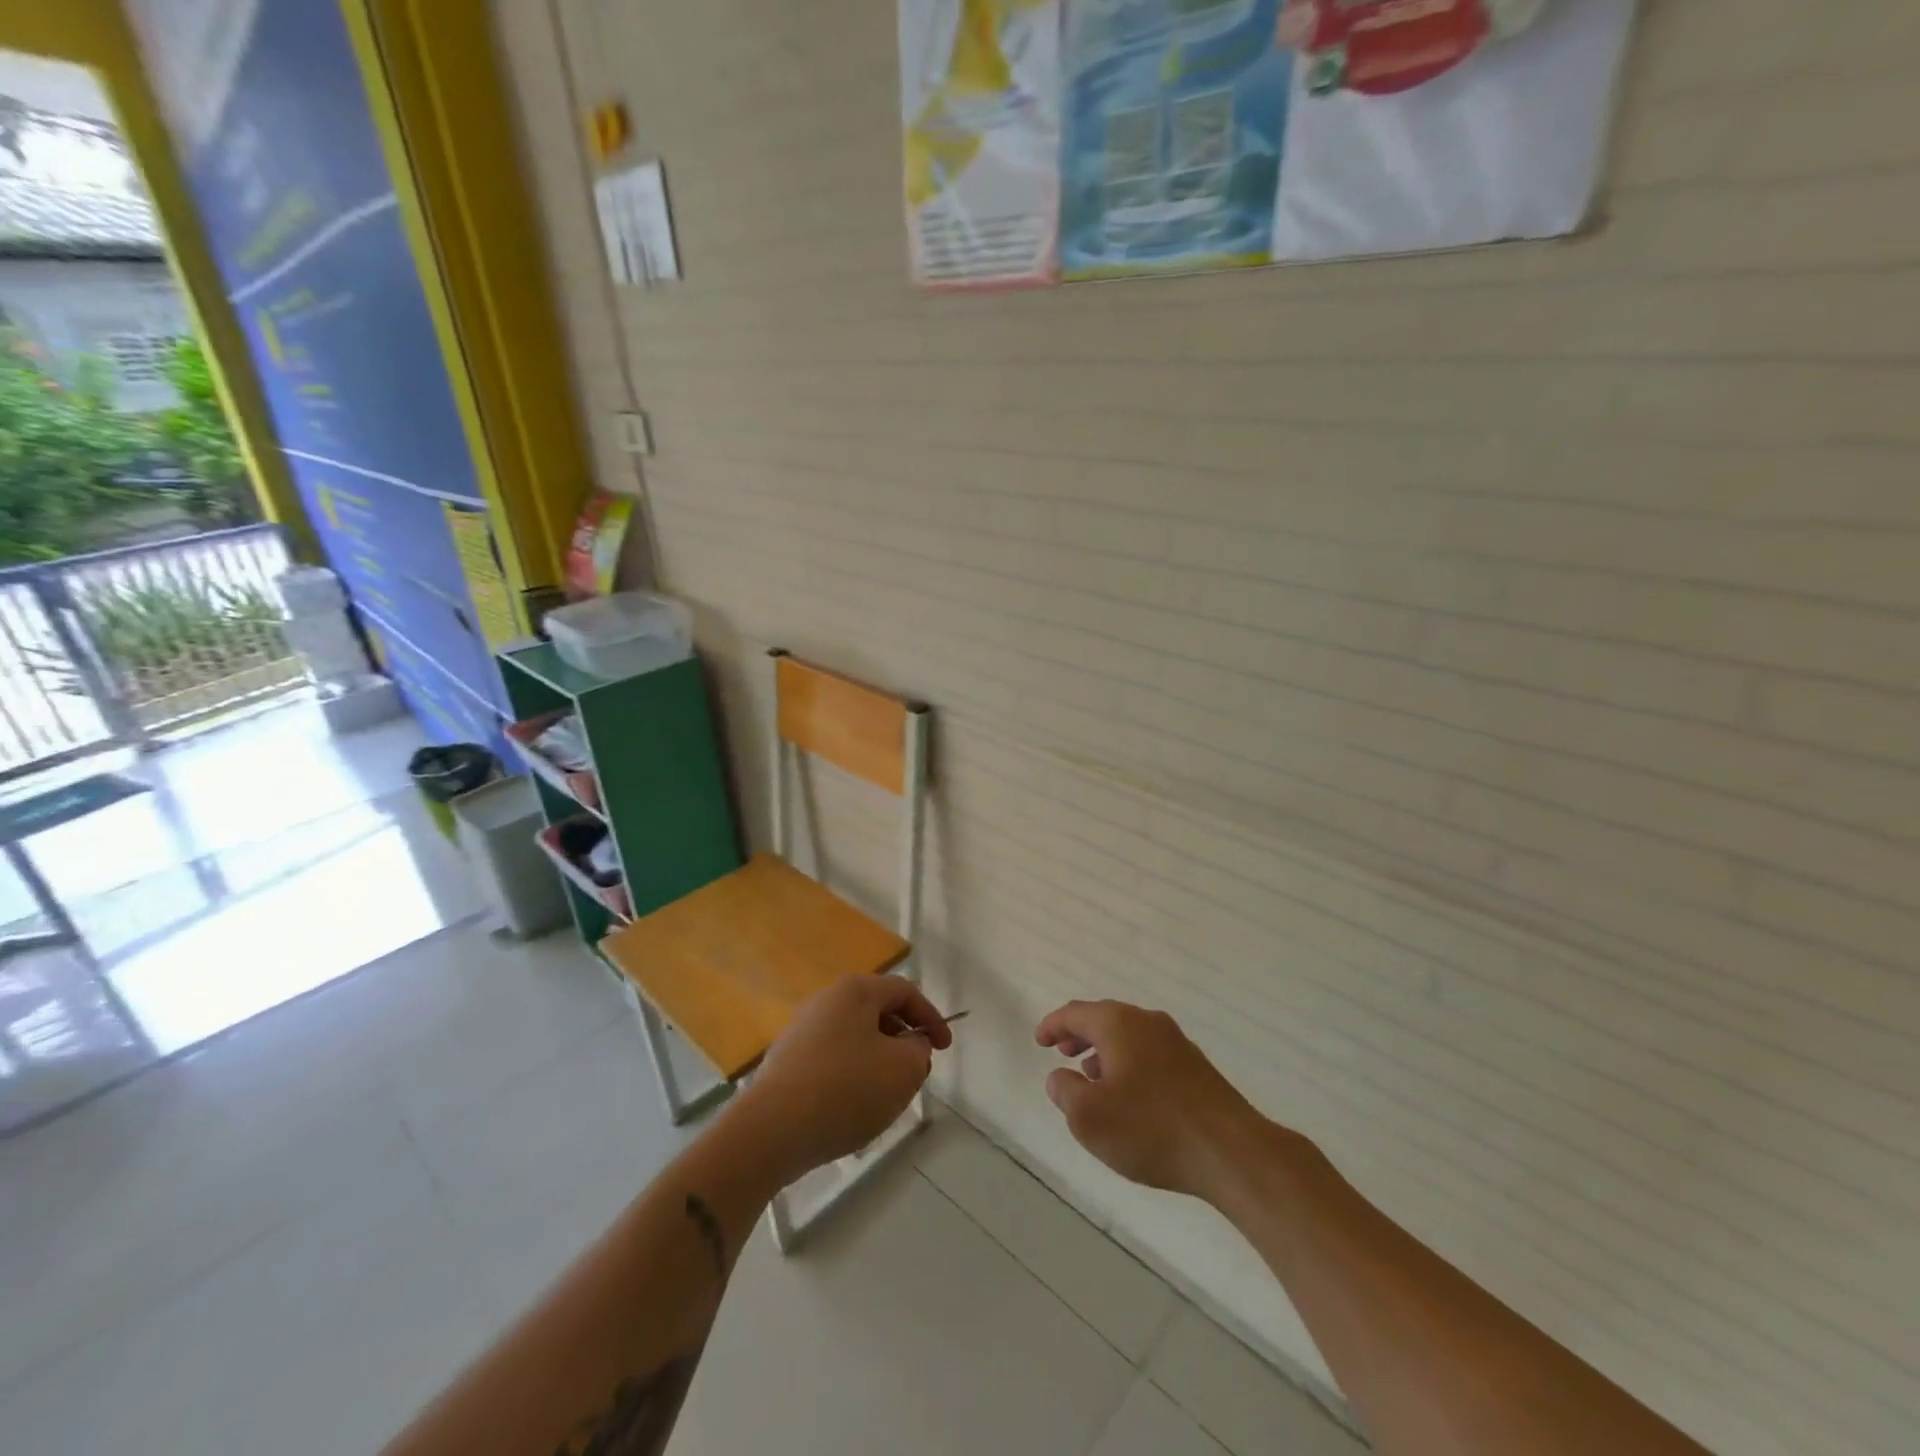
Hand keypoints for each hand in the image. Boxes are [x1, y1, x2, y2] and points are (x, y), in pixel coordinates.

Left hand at [740, 976, 951, 1184]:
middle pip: (877, 1011)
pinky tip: (852, 1107)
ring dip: (878, 1059)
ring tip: (886, 1095)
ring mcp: (801, 1030)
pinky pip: (832, 1059)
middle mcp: (826, 1000)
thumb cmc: (846, 1090)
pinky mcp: (787, 1061)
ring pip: (855, 1037)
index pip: (904, 991)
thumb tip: (909, 1044)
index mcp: (855, 991)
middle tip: (916, 1072)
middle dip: (904, 1039)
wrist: (770, 1131)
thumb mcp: (903, 1070)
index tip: (945, 1048)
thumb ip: (919, 1050)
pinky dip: (852, 1075)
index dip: (931, 1017)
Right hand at [1037, 1000, 1268, 1202]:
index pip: (1075, 1013)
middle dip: (1079, 1034)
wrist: (1231, 1151)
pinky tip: (1129, 1095)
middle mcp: (1147, 1022)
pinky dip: (1128, 1063)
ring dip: (1104, 1050)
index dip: (1053, 1025)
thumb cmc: (1151, 1129)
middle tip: (1062, 1052)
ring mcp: (1176, 1042)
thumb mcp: (1089, 1117)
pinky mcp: (1195, 1067)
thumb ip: (1065, 1092)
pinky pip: (1149, 1053)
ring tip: (1091, 1076)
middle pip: (1104, 1018)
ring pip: (1129, 1036)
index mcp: (1118, 1024)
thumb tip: (1060, 1077)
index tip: (1039, 1041)